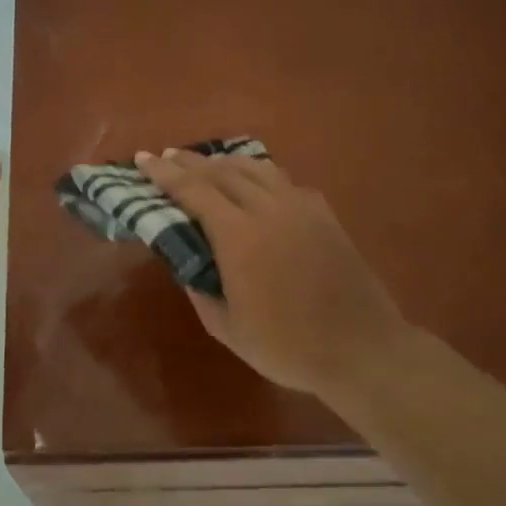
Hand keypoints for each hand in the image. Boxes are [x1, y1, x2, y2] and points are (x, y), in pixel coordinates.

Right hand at [137, 148, 416, 407]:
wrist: (362, 349)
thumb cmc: (288, 346)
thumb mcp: (227, 328)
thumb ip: (200, 290)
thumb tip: (187, 263)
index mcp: (239, 236)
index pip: (194, 190)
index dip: (165, 173)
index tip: (143, 158)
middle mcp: (268, 209)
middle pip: (222, 171)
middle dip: (189, 161)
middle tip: (166, 156)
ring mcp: (301, 208)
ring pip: (256, 168)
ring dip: (224, 162)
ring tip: (206, 163)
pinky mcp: (324, 215)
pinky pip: (284, 181)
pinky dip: (259, 175)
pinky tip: (256, 184)